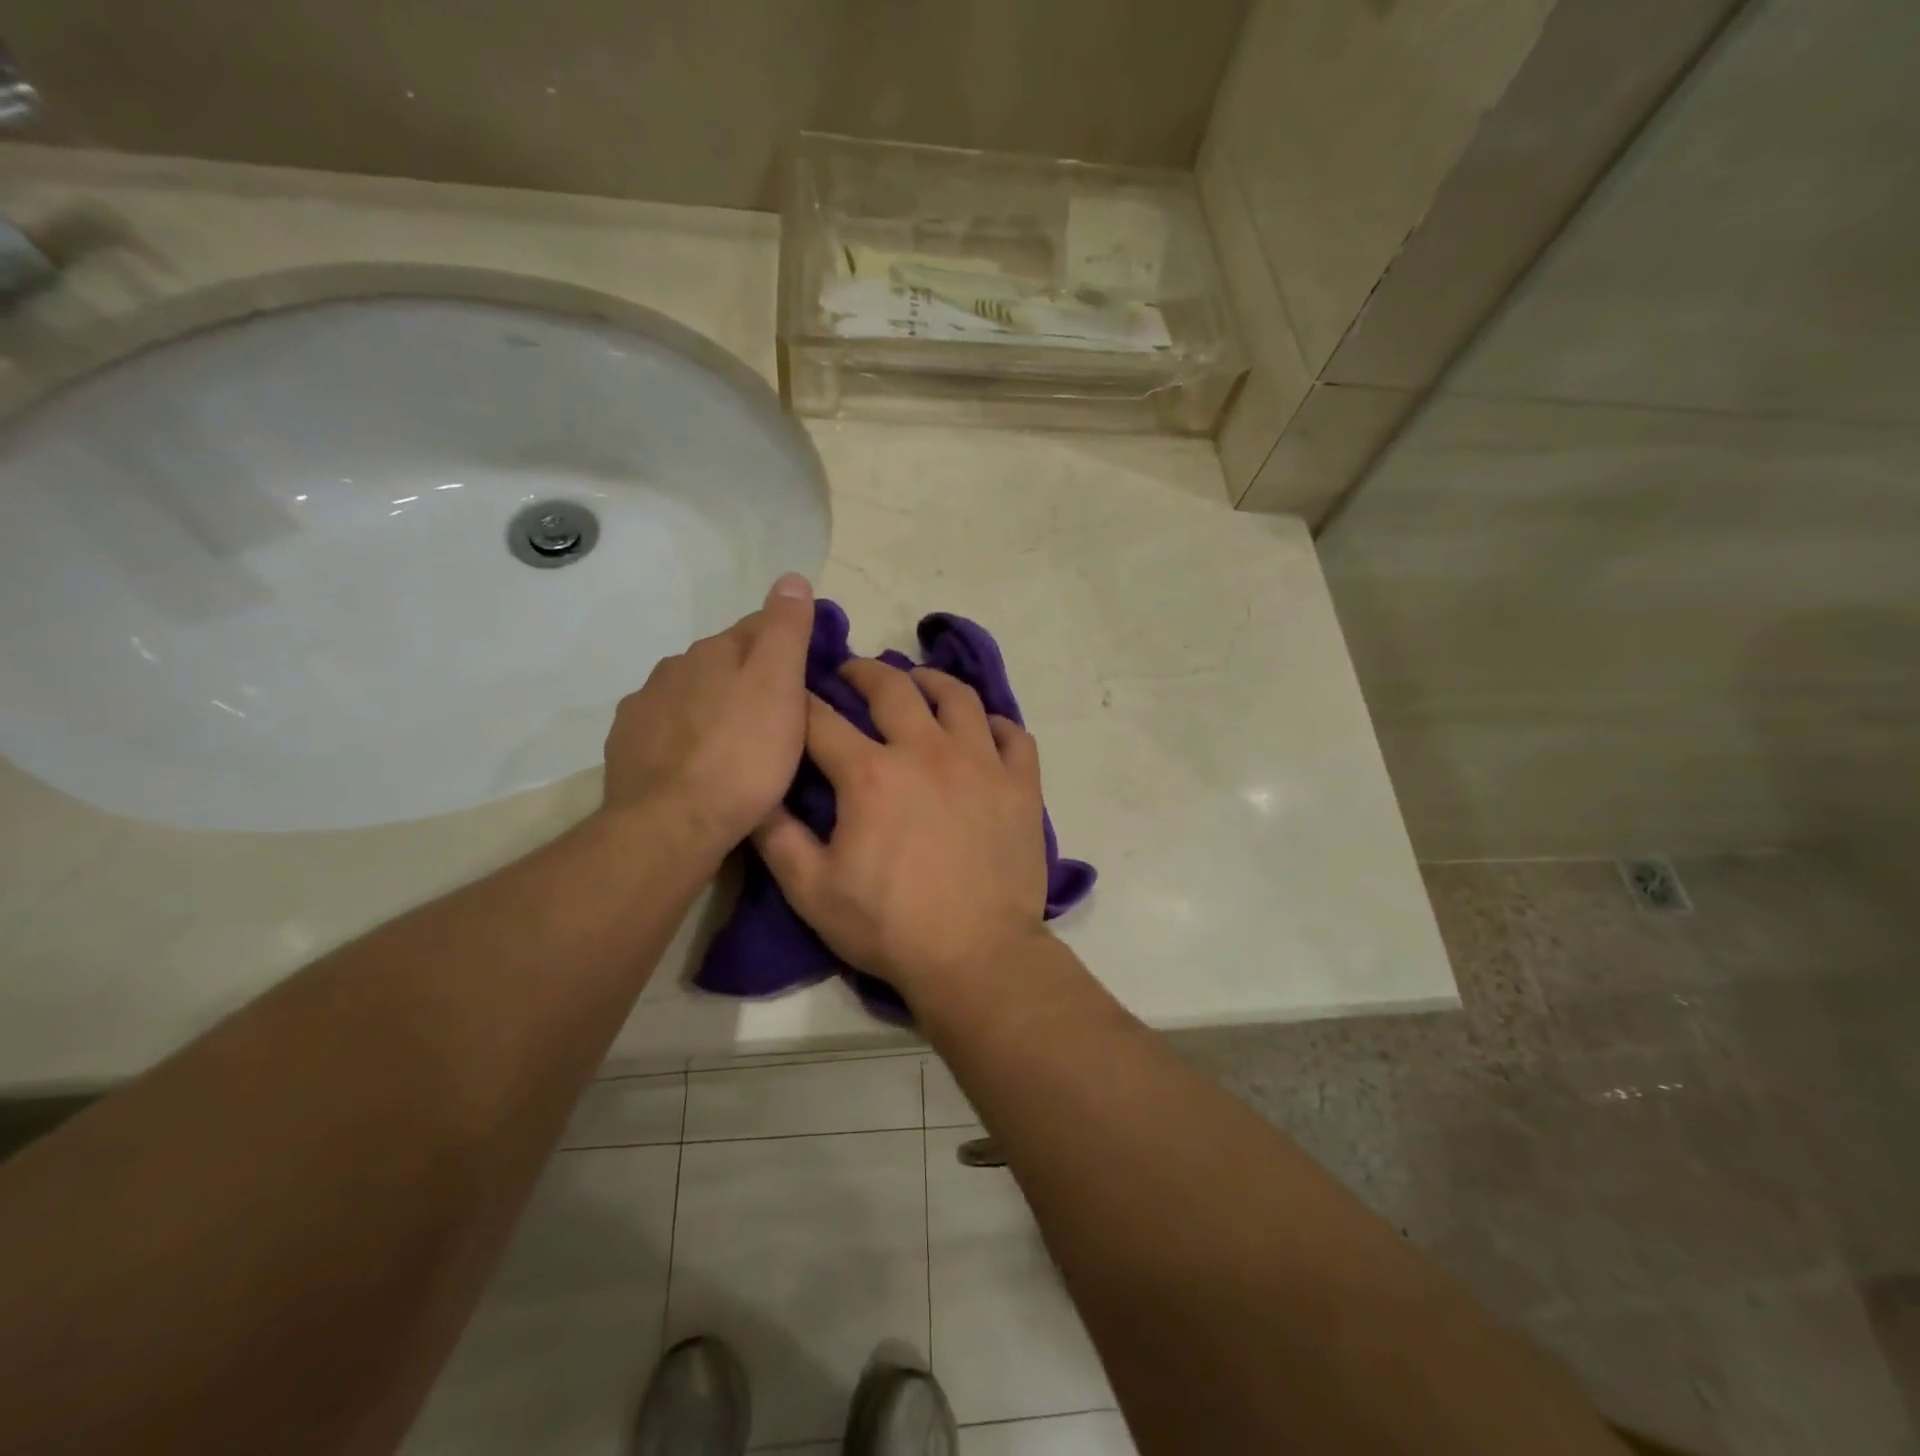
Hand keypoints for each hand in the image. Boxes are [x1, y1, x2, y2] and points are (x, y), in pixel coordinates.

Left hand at [601, 574, 814, 849]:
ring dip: (717, 707)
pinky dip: (687, 736)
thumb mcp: (780, 687)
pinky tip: (701, 763)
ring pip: (694, 694)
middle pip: (725, 661)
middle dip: (751, 678)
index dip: (790, 645)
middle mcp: (674, 667)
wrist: (672, 826)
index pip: (759, 627)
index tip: (812, 674)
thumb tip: (790, 577)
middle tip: (782, 717)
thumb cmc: (742, 756)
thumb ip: (785, 630)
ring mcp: (645, 706)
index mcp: (714, 650)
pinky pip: (668, 728)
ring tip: (741, 745)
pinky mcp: (628, 745)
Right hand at [753, 658, 1050, 1006]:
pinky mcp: (1020, 785)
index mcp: (872, 773)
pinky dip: (995, 724)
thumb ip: (777, 837)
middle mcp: (927, 751)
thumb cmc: (890, 927)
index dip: (802, 701)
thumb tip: (755, 794)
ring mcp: (982, 763)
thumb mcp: (812, 891)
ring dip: (931, 681)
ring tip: (918, 683)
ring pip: (959, 697)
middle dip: (864, 672)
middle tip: (852, 672)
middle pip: (893, 688)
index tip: (794, 692)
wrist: (977, 957)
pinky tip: (982, 730)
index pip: (823, 720)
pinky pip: (1013, 734)